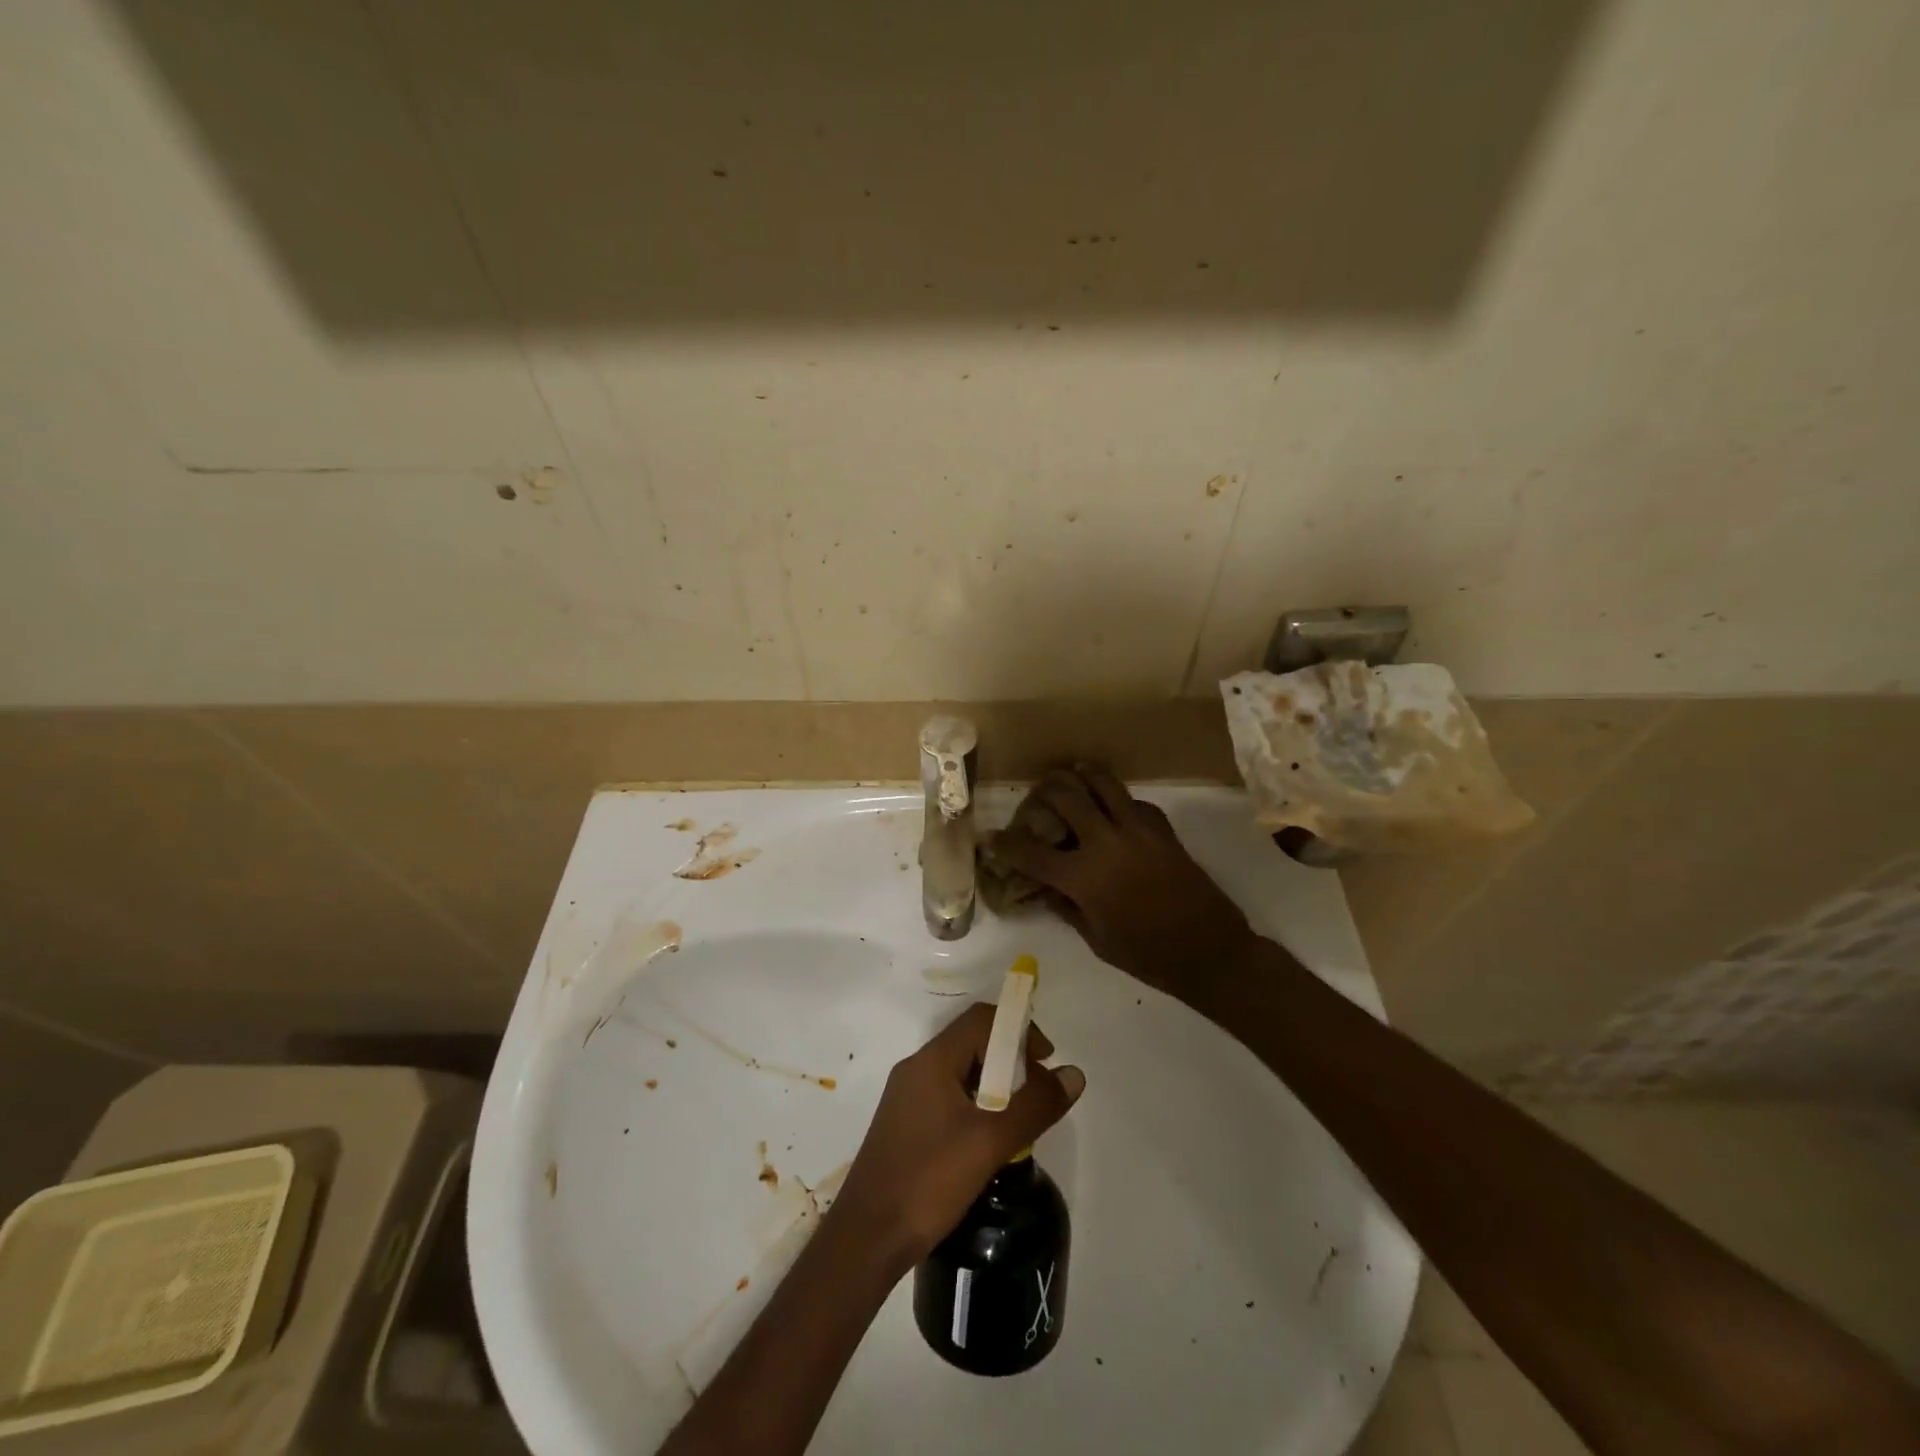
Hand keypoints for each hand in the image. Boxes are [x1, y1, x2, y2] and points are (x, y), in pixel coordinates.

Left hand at [833, 1003, 1084, 1266]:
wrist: (866, 1239)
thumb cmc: (928, 1181)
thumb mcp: (990, 1142)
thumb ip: (1034, 1105)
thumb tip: (1074, 1074)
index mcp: (932, 1061)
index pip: (981, 1020)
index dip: (1019, 1031)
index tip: (1047, 1061)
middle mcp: (917, 1069)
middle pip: (971, 1042)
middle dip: (1011, 1059)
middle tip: (1039, 1093)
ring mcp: (908, 1097)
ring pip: (961, 1072)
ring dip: (995, 1085)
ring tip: (1021, 1118)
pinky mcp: (906, 1125)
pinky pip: (948, 1097)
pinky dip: (977, 1104)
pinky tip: (990, 1141)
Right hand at [994, 765, 1260, 1008]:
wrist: (1210, 952)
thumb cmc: (1147, 956)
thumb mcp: (1097, 940)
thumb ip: (1067, 908)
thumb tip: (1044, 888)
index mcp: (1084, 878)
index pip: (1032, 853)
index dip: (1006, 844)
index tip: (990, 836)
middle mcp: (1106, 843)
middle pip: (1066, 798)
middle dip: (1044, 791)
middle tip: (1036, 793)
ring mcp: (1138, 831)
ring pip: (1104, 784)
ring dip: (1082, 775)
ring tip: (1071, 772)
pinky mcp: (1164, 831)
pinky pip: (1136, 802)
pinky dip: (1119, 798)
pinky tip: (1114, 805)